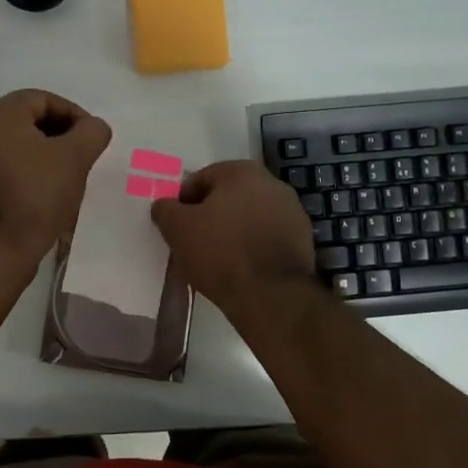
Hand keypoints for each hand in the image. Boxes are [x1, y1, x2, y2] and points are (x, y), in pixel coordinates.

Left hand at [0, 89, 111, 261]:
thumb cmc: (35, 193)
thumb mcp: (76, 157)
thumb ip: (92, 132)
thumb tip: (94, 127)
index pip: (45, 99)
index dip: (75, 115)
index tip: (93, 139)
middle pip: (30, 121)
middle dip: (61, 136)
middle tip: (84, 157)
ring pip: (19, 146)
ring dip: (47, 156)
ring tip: (70, 177)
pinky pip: (7, 168)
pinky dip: (29, 173)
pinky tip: (48, 195)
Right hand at [151, 160, 317, 317]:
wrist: (272, 295)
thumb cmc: (220, 252)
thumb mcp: (178, 229)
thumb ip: (165, 209)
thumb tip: (164, 205)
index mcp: (242, 171)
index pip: (201, 179)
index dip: (183, 202)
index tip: (176, 227)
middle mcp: (272, 183)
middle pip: (228, 196)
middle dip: (210, 215)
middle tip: (195, 242)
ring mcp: (292, 211)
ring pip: (249, 217)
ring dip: (233, 230)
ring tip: (217, 259)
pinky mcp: (303, 239)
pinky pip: (267, 237)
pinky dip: (253, 246)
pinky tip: (242, 268)